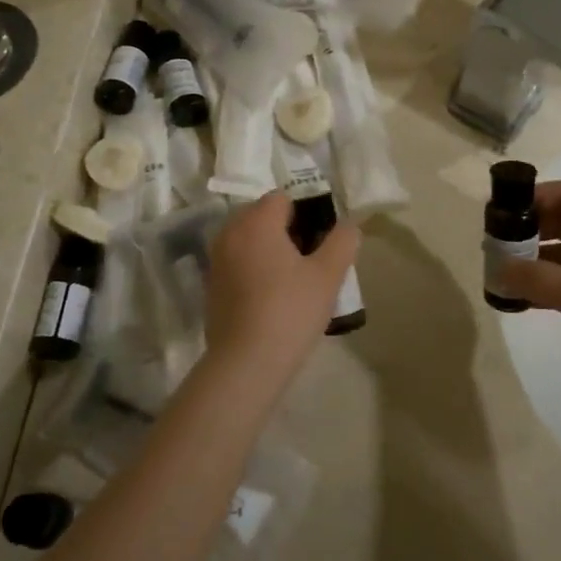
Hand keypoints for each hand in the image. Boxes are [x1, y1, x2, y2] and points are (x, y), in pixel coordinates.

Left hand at [204, 193, 360, 386]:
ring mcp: (216, 259)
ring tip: (292, 278)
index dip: (305, 213)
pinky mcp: (210, 285)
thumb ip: (342, 242)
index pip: (282, 198)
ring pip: (247, 239)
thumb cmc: (290, 311)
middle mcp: (230, 233)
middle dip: (285, 228)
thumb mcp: (328, 275)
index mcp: (256, 222)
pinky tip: (270, 296)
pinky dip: (252, 267)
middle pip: (261, 215)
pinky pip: (236, 262)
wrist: (246, 362)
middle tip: (309, 259)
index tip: (320, 239)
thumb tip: (349, 224)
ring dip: (268, 248)